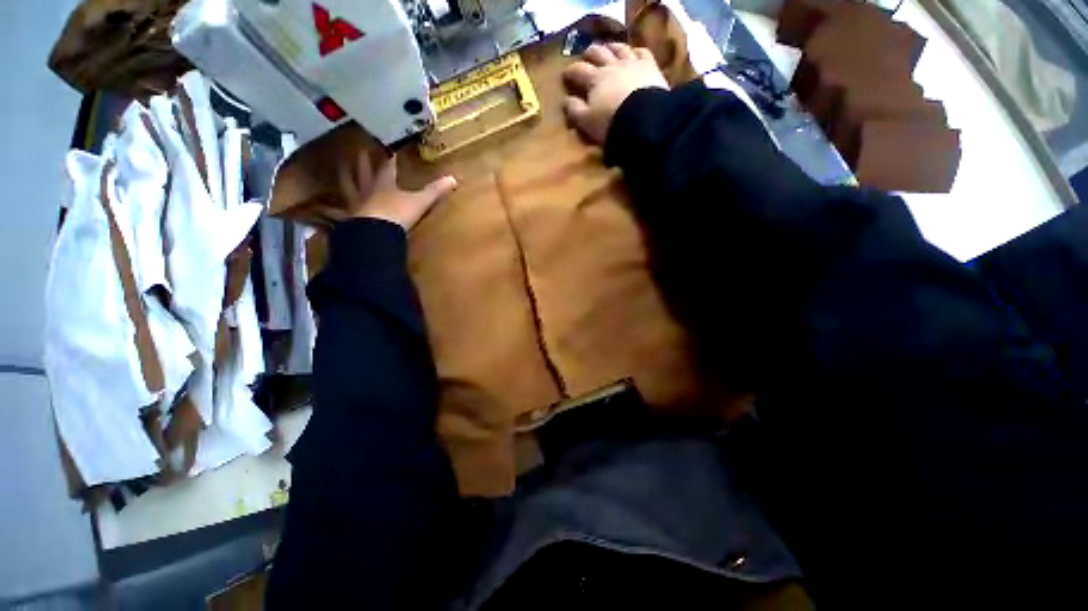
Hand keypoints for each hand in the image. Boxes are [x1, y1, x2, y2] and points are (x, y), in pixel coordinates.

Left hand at [328, 152, 456, 231]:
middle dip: (362, 161)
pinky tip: (318, 212)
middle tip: (358, 150)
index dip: (389, 159)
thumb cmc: (398, 214)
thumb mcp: (420, 202)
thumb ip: (435, 191)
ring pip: (347, 187)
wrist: (376, 232)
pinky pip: (335, 214)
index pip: (387, 167)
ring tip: (338, 170)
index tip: (389, 150)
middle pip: (363, 172)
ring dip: (344, 178)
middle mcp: (367, 191)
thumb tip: (454, 179)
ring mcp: (355, 205)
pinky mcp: (348, 220)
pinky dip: (327, 212)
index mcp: (385, 184)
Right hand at [562, 42, 668, 144]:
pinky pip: (642, 53)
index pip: (578, 70)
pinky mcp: (650, 67)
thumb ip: (575, 110)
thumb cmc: (610, 122)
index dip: (570, 71)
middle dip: (590, 53)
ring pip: (620, 48)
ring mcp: (632, 63)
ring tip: (609, 49)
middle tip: (586, 56)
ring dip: (612, 47)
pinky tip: (635, 54)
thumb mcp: (587, 122)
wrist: (644, 120)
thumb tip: (566, 100)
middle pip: (598, 53)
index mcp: (594, 80)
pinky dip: (636, 52)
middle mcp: (611, 66)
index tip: (566, 75)